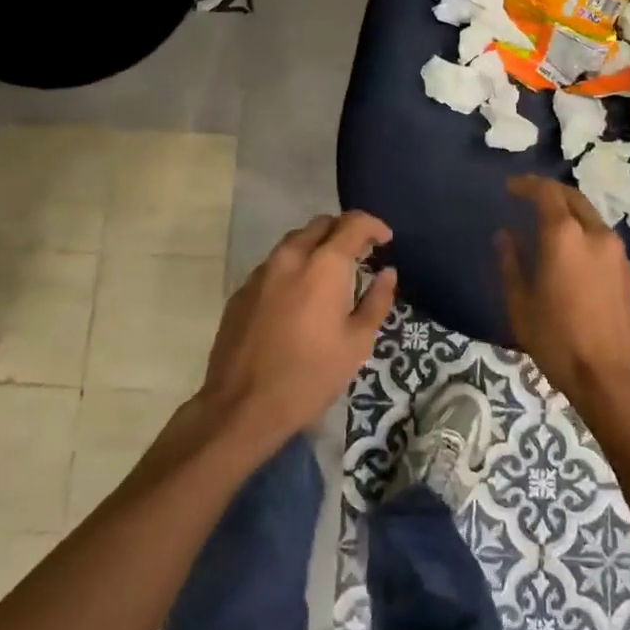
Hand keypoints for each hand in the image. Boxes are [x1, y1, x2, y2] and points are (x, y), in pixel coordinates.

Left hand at [195, 211, 397, 459]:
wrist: (241, 407)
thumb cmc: (310, 376)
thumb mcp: (357, 343)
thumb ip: (376, 300)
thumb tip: (387, 273)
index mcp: (324, 265)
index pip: (353, 223)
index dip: (374, 226)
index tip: (385, 240)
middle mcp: (291, 256)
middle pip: (321, 224)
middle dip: (344, 231)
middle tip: (361, 255)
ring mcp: (261, 271)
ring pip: (295, 241)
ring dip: (317, 247)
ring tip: (331, 274)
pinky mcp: (242, 290)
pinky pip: (274, 265)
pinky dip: (294, 267)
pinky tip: (299, 297)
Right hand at [498, 176, 629, 416]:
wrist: (614, 379)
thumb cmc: (559, 341)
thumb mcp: (522, 304)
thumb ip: (511, 263)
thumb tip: (505, 235)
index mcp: (565, 236)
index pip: (547, 192)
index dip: (527, 184)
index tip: (510, 187)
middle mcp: (595, 234)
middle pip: (573, 197)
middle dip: (549, 192)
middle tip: (527, 197)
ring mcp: (617, 251)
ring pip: (590, 215)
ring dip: (568, 211)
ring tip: (546, 223)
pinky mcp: (628, 270)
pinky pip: (601, 236)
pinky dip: (582, 230)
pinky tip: (569, 249)